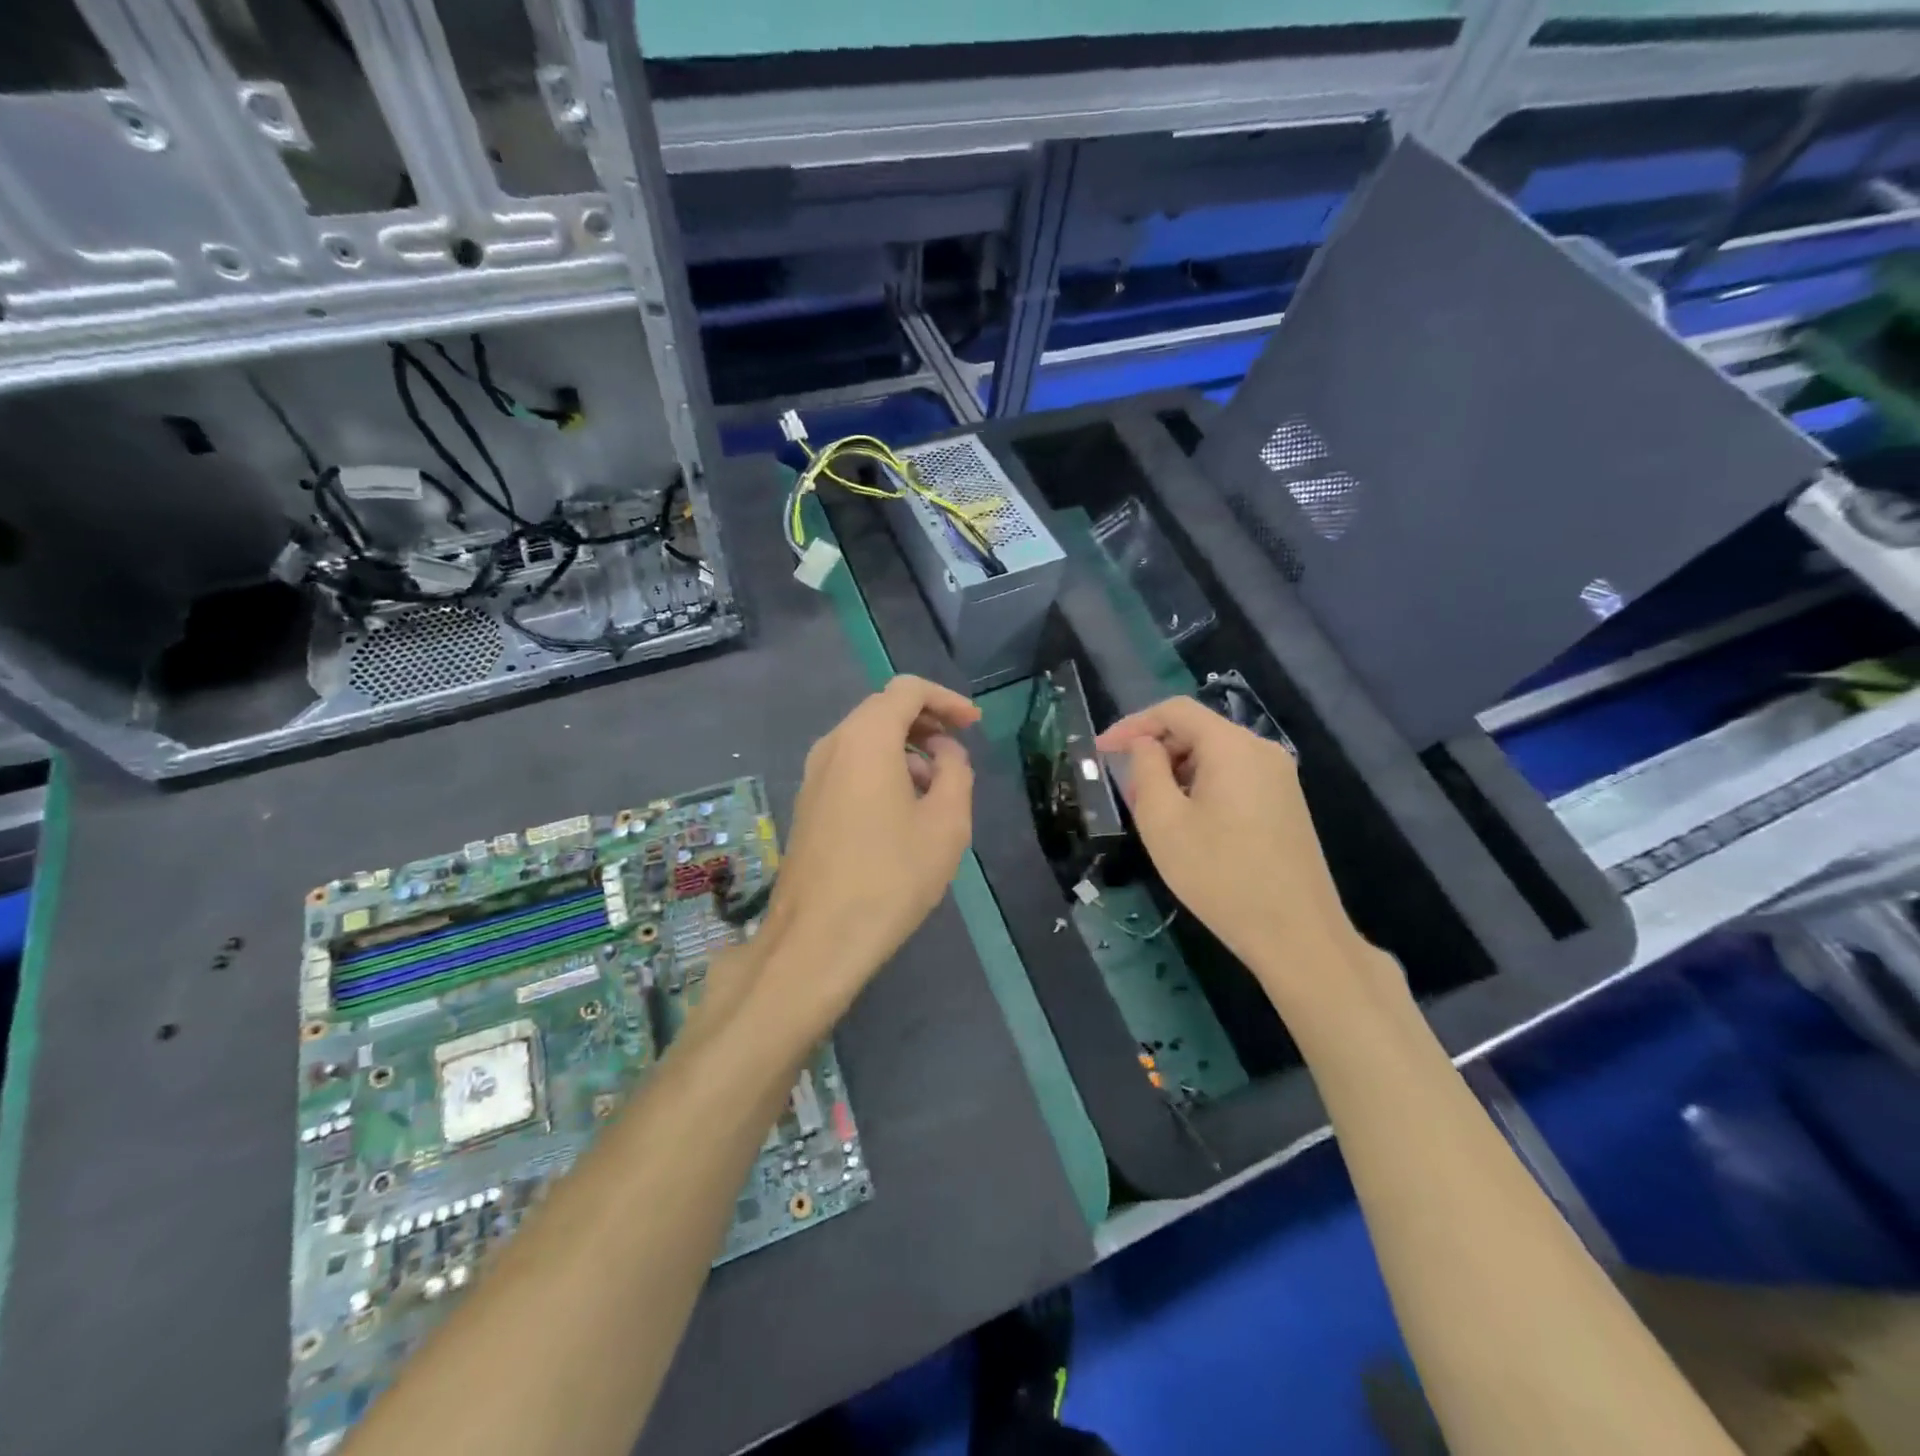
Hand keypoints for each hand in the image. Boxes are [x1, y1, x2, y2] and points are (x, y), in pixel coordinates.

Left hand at [752, 675, 979, 1024]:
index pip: (907, 690)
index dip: (946, 699)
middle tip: (958, 753)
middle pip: (883, 710)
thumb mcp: (946, 823)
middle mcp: (832, 745)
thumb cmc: (891, 876)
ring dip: (906, 750)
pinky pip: (850, 766)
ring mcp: (813, 775)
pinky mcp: (808, 804)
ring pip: (865, 739)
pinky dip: (882, 769)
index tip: (974, 725)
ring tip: (937, 789)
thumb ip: (956, 772)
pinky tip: (904, 811)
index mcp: (866, 738)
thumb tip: (944, 752)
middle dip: (926, 723)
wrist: (818, 938)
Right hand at [1096, 696, 1365, 1010]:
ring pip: (1215, 756)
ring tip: (1154, 813)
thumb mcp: (1164, 821)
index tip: (1101, 750)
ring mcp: (1280, 777)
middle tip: (1128, 792)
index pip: (1174, 711)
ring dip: (1177, 773)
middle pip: (1197, 731)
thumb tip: (1145, 745)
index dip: (1132, 724)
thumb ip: (1146, 769)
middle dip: (1155, 752)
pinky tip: (1189, 825)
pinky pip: (1234, 777)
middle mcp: (1261, 750)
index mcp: (1232, 745)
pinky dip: (1202, 787)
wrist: (1296, 934)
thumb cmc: (1219, 874)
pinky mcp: (1286, 804)